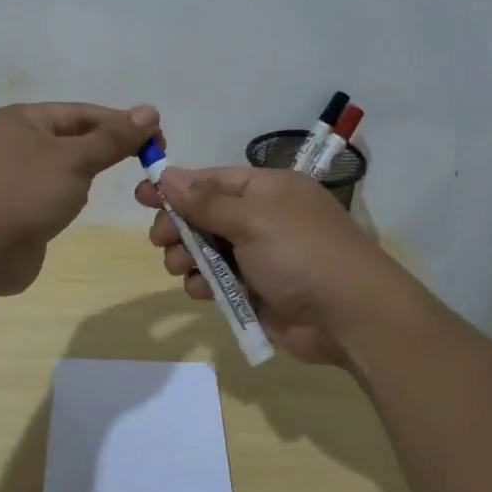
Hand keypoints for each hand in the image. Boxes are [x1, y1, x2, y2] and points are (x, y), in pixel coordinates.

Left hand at [0, 103, 159, 296]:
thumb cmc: (23, 192)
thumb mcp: (74, 159)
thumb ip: (113, 138)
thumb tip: (150, 111)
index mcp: (21, 119)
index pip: (81, 112)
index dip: (120, 122)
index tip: (158, 138)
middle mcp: (11, 143)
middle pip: (71, 138)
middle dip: (107, 147)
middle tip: (149, 161)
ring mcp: (9, 178)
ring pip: (60, 168)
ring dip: (87, 173)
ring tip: (120, 181)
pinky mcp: (12, 211)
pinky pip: (49, 195)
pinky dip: (68, 197)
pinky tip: (81, 205)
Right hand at [135, 165, 405, 367]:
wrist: (350, 316)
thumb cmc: (301, 253)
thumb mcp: (253, 219)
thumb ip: (206, 201)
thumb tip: (168, 174)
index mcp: (268, 190)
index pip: (212, 180)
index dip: (176, 187)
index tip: (142, 196)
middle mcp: (262, 218)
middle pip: (204, 215)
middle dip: (179, 226)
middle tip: (160, 239)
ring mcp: (259, 256)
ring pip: (206, 250)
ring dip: (188, 257)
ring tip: (183, 267)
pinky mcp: (255, 291)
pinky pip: (217, 281)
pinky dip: (205, 283)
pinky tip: (201, 290)